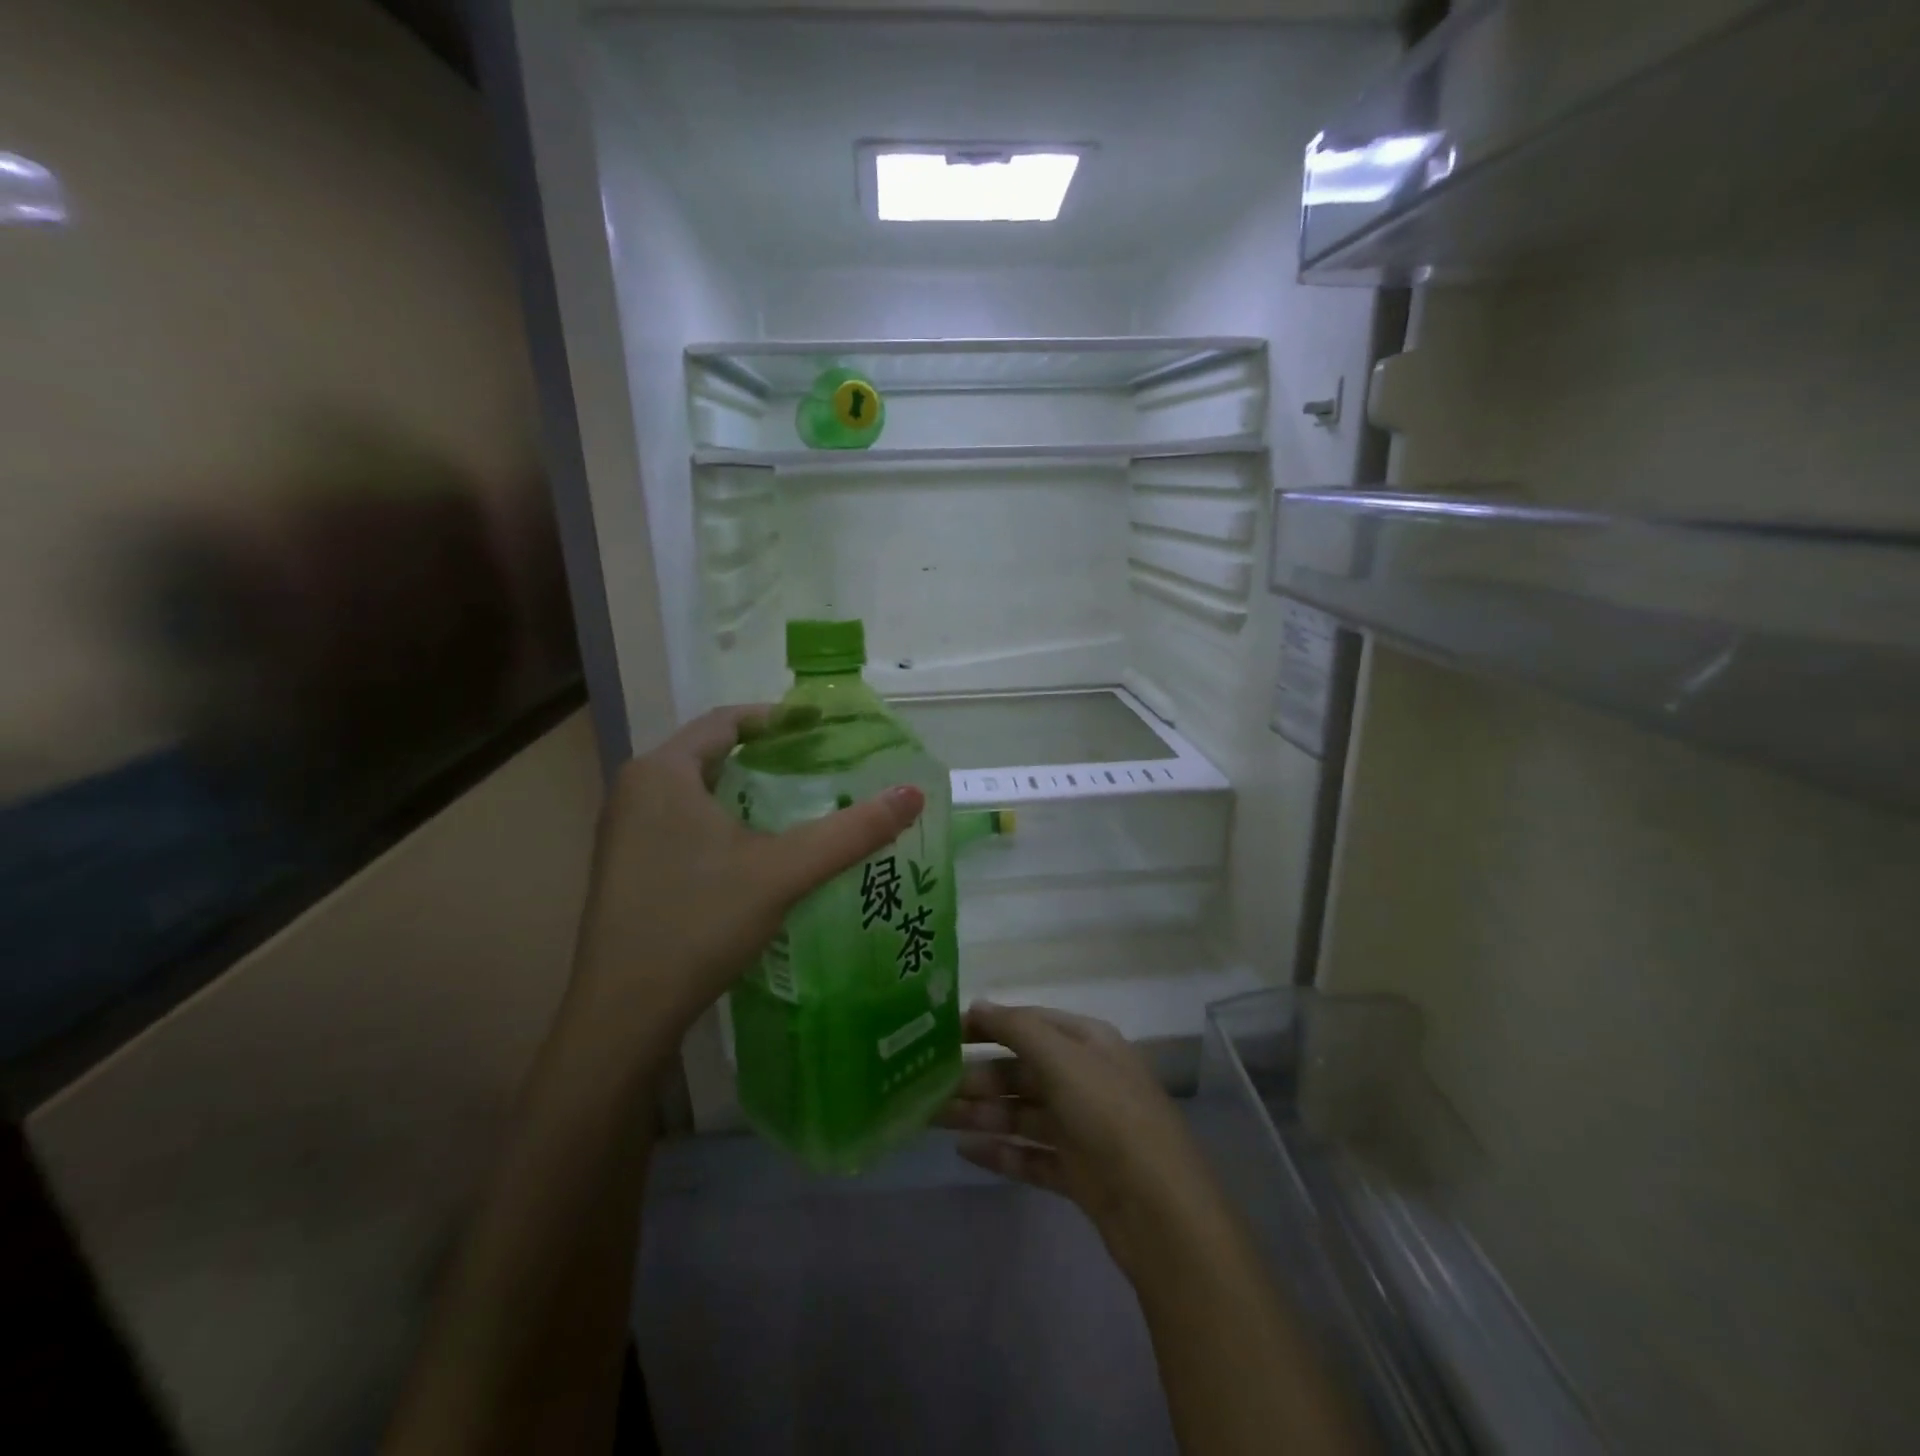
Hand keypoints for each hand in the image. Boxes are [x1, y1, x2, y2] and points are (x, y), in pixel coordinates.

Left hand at [569, 705, 923, 1062]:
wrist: (623, 1014)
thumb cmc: (699, 923)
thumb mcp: (783, 871)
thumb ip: (850, 832)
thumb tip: (914, 794)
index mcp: (662, 773)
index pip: (725, 721)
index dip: (778, 719)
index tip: (822, 726)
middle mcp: (635, 790)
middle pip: (711, 754)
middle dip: (766, 757)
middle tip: (820, 767)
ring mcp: (624, 831)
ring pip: (696, 792)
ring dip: (745, 792)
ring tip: (799, 805)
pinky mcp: (627, 866)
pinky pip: (683, 822)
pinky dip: (724, 821)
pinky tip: (757, 851)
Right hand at [937, 1003, 1220, 1269]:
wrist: (1161, 1211)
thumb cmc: (1109, 1115)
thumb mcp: (1063, 1058)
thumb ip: (1017, 1029)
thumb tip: (977, 1005)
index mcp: (1088, 1043)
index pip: (1030, 1023)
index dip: (989, 1025)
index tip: (945, 1033)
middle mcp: (1085, 1079)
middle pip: (1021, 1071)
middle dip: (978, 1077)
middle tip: (928, 1086)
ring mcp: (1082, 1128)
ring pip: (1021, 1114)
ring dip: (979, 1114)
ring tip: (932, 1119)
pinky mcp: (1077, 1173)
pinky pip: (1029, 1155)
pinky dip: (999, 1152)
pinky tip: (964, 1152)